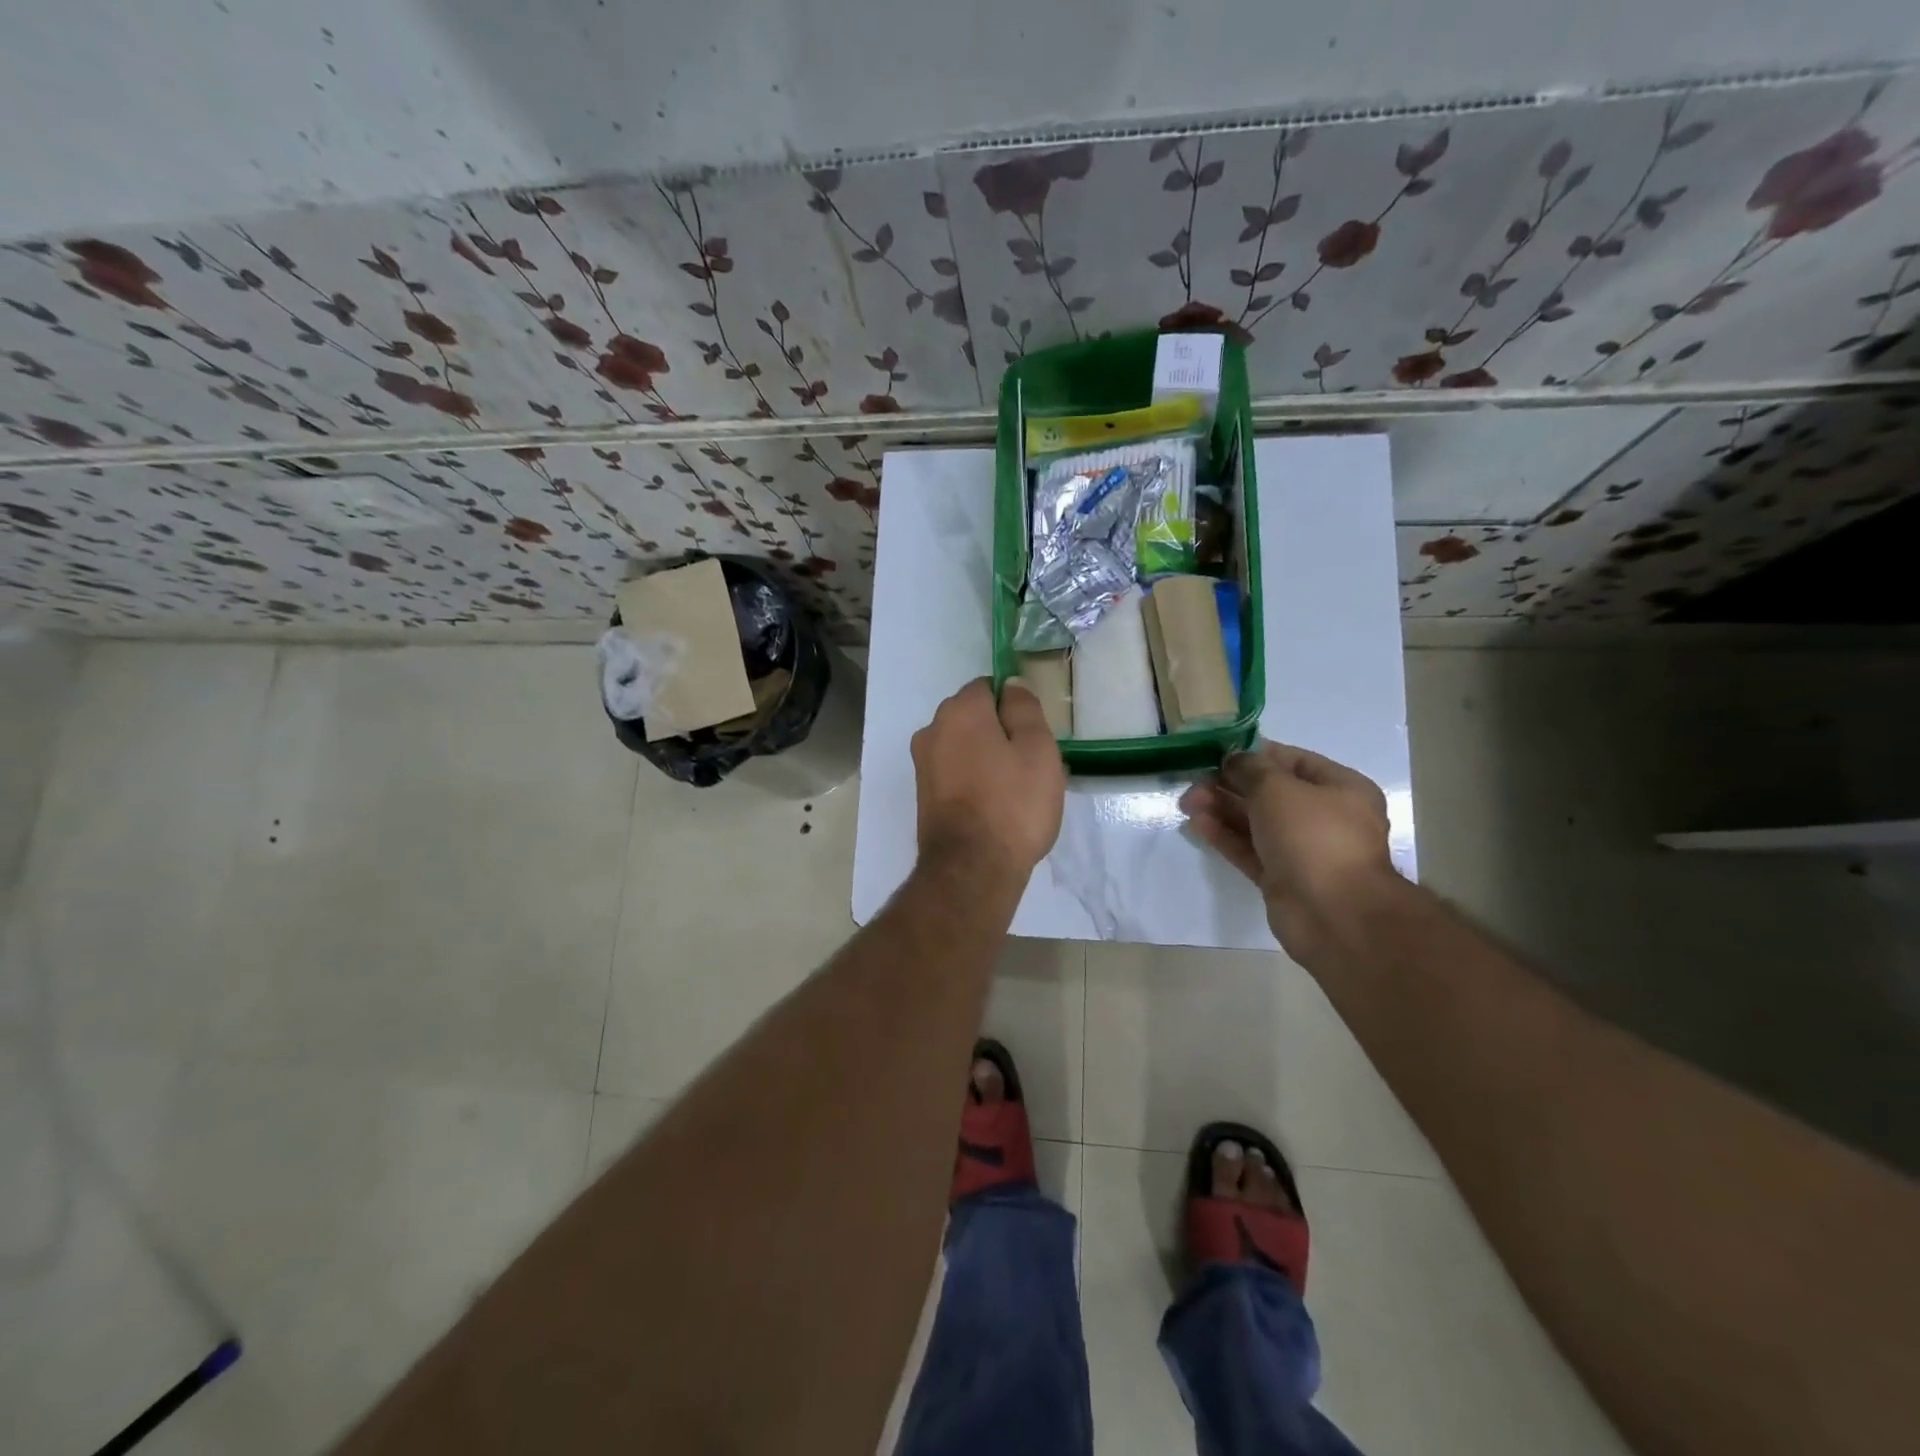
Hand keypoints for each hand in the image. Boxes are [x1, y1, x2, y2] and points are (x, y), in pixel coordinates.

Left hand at [911, 678, 1064, 879]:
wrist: (972, 869)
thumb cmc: (1013, 804)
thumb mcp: (1037, 749)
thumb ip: (1024, 708)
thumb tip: (1011, 683)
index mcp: (960, 711)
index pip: (988, 686)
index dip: (1014, 705)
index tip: (1035, 733)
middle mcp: (932, 730)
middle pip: (973, 717)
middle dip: (1000, 732)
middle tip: (1032, 764)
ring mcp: (923, 764)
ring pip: (964, 747)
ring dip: (988, 759)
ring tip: (1018, 791)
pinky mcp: (923, 795)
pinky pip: (955, 773)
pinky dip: (974, 780)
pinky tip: (996, 806)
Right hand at [1181, 740, 1394, 959]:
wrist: (1332, 913)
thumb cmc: (1313, 836)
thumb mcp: (1277, 788)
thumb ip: (1250, 768)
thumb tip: (1234, 759)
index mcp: (1341, 789)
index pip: (1293, 761)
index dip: (1255, 754)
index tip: (1218, 753)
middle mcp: (1325, 818)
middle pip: (1270, 793)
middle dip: (1231, 785)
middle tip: (1194, 781)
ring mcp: (1303, 851)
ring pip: (1256, 823)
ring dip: (1222, 810)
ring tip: (1188, 803)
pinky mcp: (1282, 878)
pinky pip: (1250, 850)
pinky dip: (1225, 837)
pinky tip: (1197, 825)